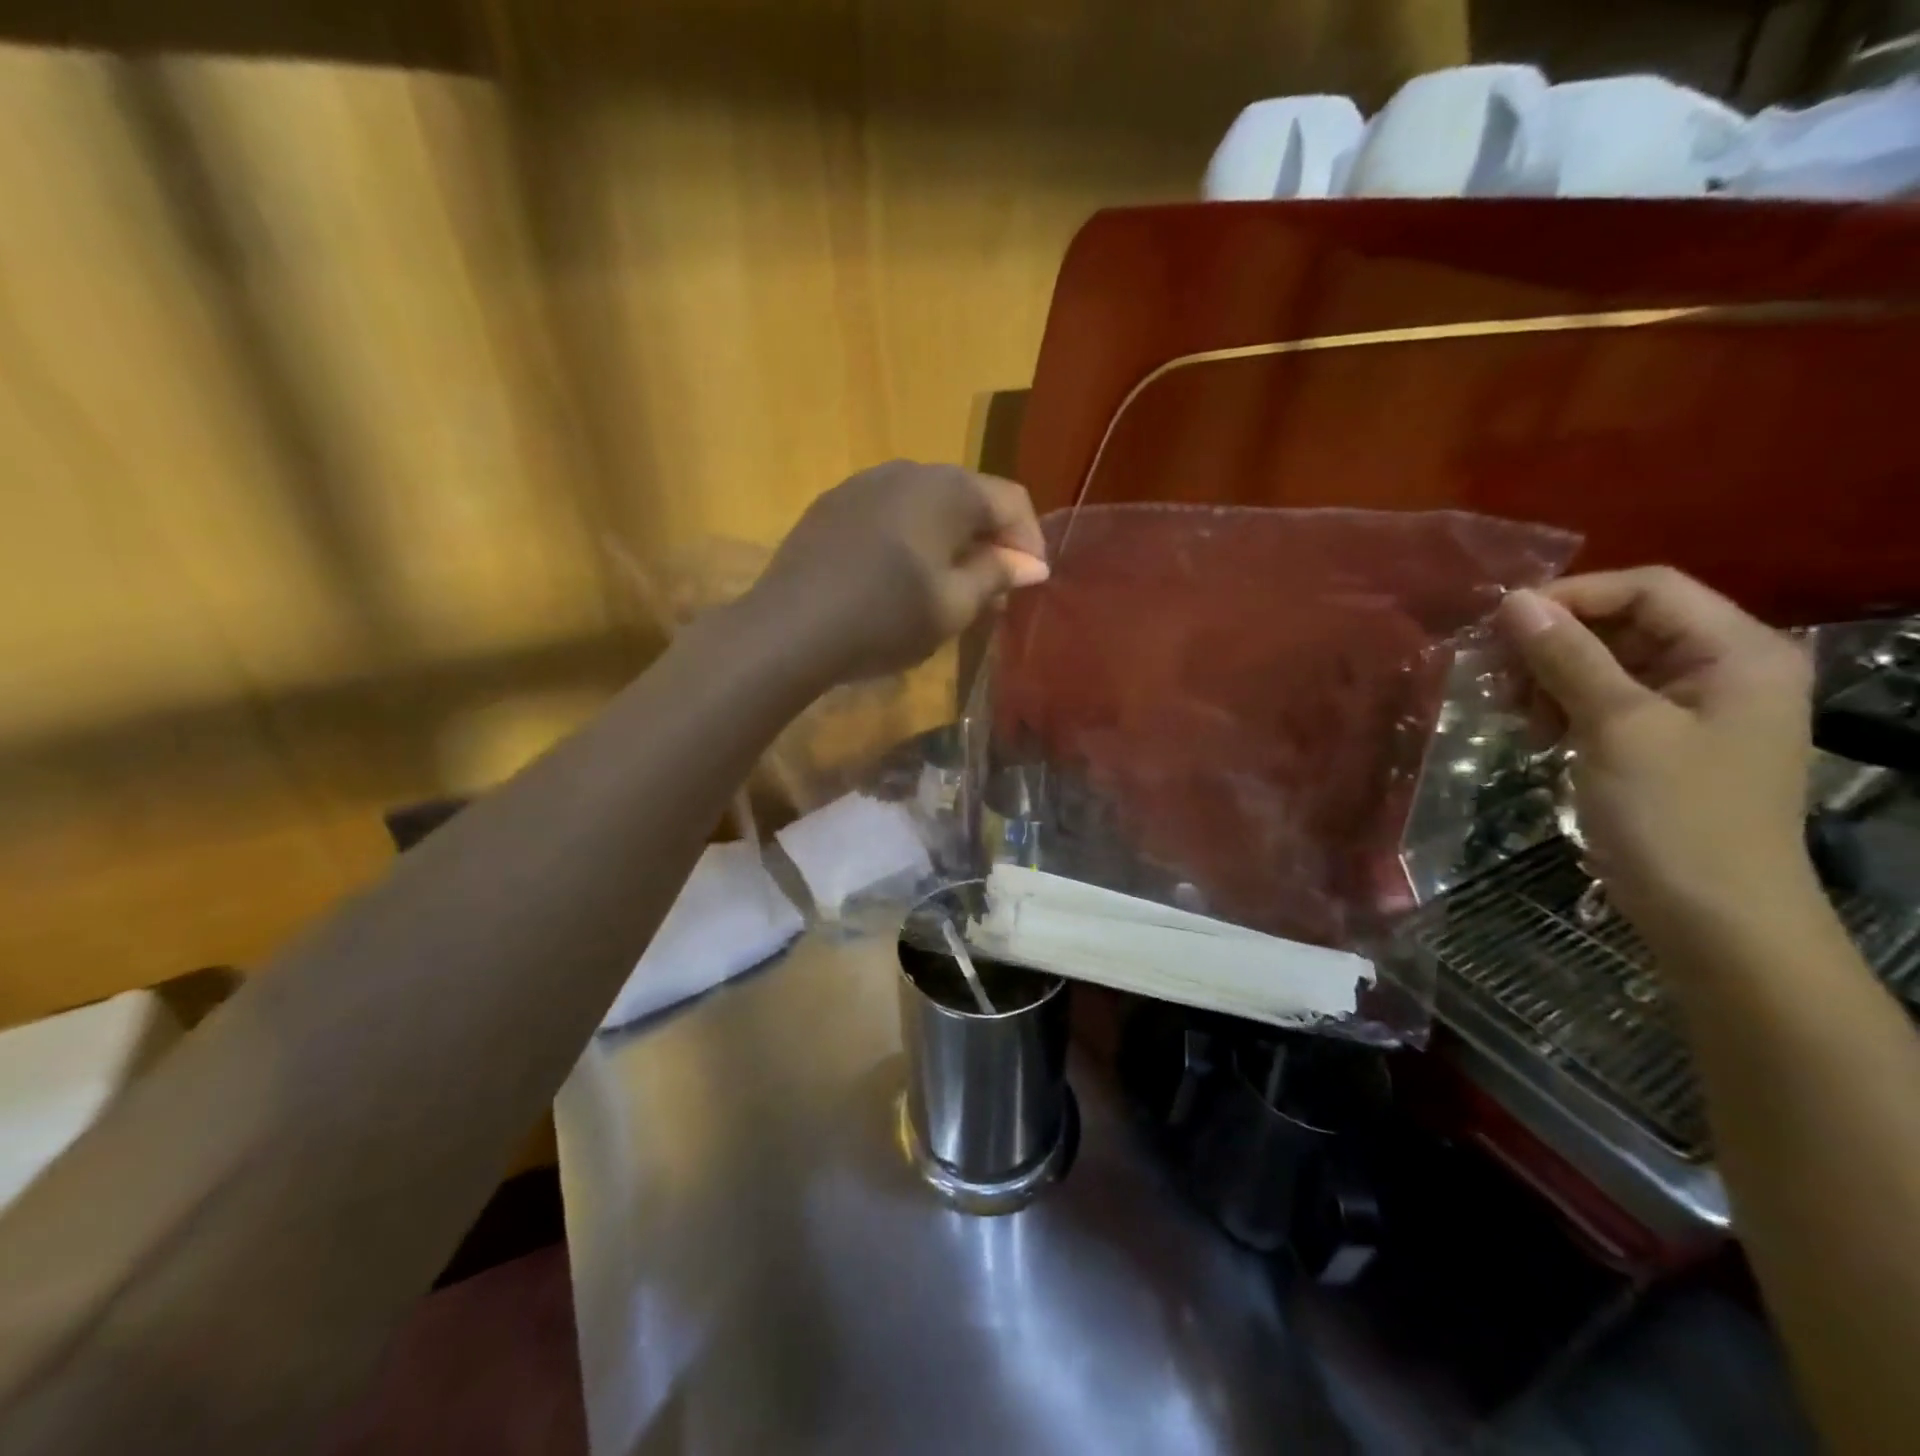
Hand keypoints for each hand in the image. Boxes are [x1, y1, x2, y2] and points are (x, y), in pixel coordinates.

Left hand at [746, 460, 1048, 686]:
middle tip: (993, 592)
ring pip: (927, 506)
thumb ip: (997, 576)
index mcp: (948, 488)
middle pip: (968, 499)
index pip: (1011, 501)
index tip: (1031, 583)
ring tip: (948, 587)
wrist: (790, 628)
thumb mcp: (954, 606)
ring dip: (949, 542)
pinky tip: (899, 578)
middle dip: (989, 542)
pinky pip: (889, 514)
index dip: (1030, 541)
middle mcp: (908, 470)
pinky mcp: (832, 505)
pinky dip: (910, 540)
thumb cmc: (885, 617)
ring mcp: (864, 483)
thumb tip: (1030, 563)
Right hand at [1497, 567, 1814, 940]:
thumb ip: (1568, 658)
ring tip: (1513, 711)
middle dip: (1553, 643)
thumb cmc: (1676, 815)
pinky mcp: (1662, 741)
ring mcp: (1693, 708)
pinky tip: (1534, 732)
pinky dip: (1562, 707)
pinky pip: (1603, 700)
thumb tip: (1514, 602)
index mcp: (1738, 652)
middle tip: (1496, 674)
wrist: (1714, 918)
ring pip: (1605, 663)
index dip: (1572, 597)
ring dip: (1549, 678)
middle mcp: (1722, 668)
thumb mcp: (1616, 727)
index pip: (1648, 589)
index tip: (1500, 626)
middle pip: (1624, 623)